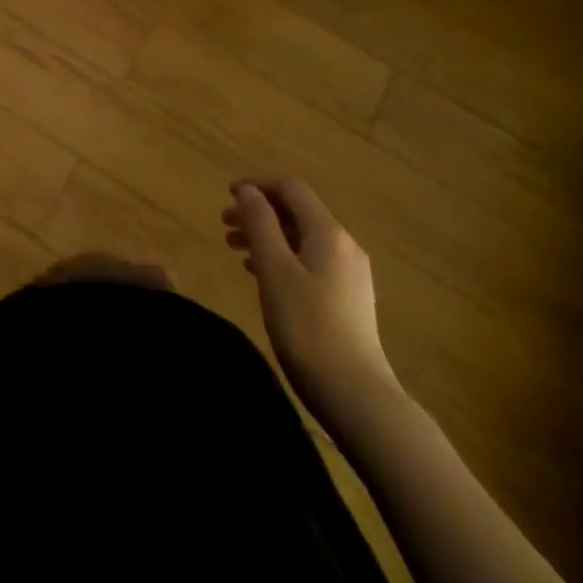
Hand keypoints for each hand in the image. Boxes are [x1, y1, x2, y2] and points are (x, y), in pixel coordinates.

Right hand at [223, 177, 398, 429]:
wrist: (358, 397)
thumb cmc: (308, 326)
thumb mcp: (274, 269)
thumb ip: (259, 223)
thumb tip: (247, 190)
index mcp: (328, 233)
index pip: (291, 189)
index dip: (258, 185)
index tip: (227, 196)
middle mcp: (344, 246)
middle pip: (297, 212)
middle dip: (259, 212)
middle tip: (225, 226)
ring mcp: (350, 275)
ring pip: (302, 239)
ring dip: (268, 236)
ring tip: (236, 251)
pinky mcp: (349, 300)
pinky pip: (310, 262)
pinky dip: (282, 258)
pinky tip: (263, 276)